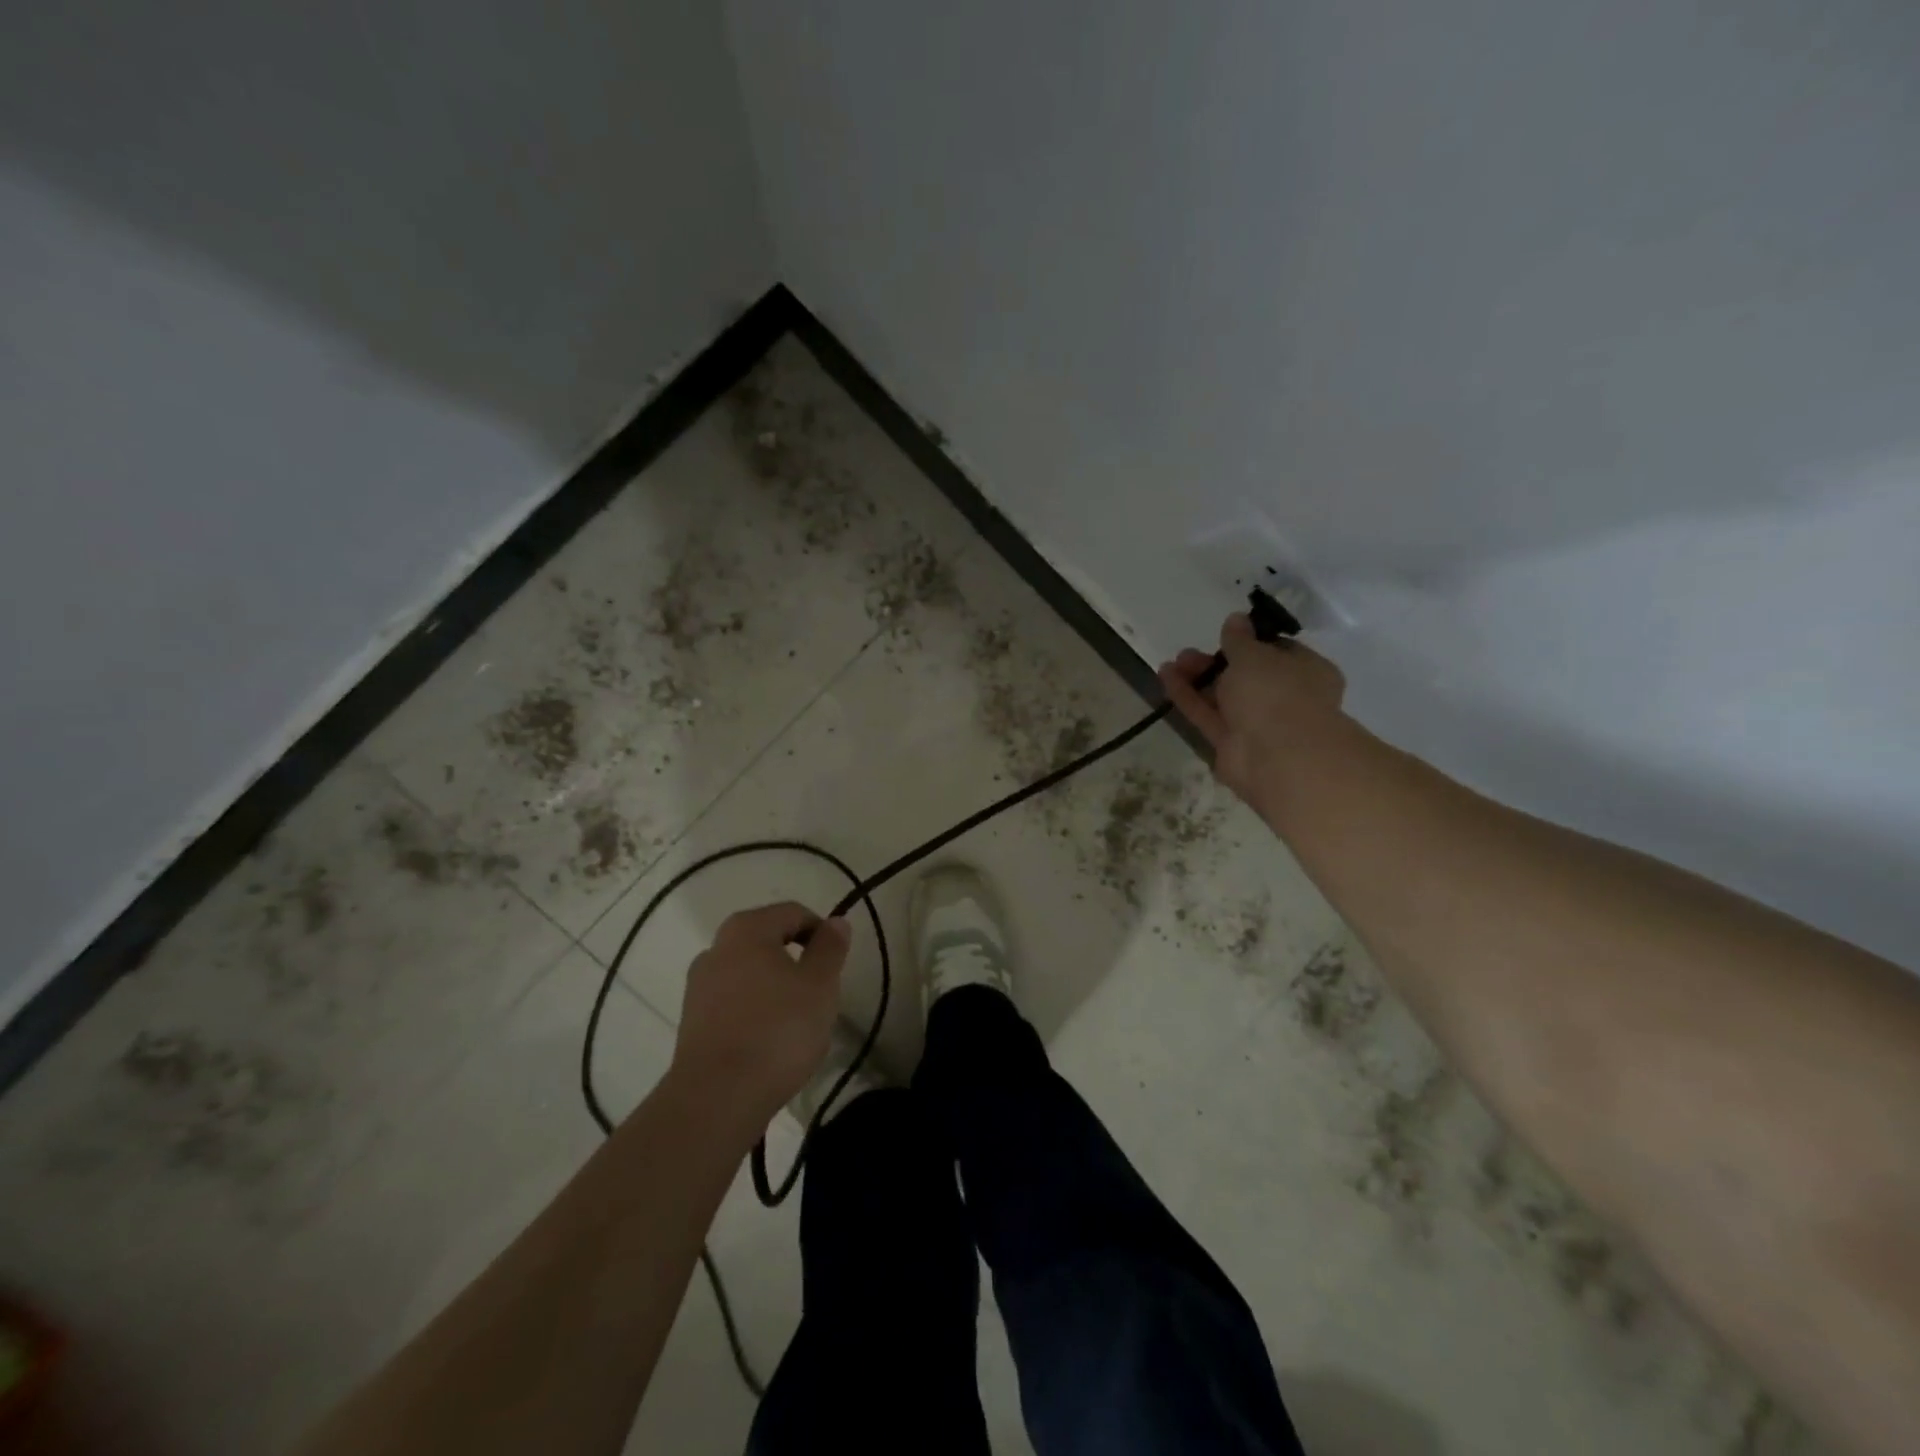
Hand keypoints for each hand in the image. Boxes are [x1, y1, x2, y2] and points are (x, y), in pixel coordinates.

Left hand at [671, 902, 850, 1122]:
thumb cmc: (777, 1030)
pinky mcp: (692, 1022)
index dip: (821, 931)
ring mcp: (698, 986)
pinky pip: (734, 1003)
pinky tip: (770, 1042)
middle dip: (797, 961)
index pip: (793, 913)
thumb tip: (835, 922)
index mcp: (746, 929)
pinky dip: (755, 1011)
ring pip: (750, 973)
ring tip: (796, 1022)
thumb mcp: (820, 985)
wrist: (717, 1098)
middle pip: (768, 941)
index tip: (836, 963)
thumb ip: (830, 948)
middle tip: (819, 993)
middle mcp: (716, 948)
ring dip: (775, 987)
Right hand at [1158, 612, 1348, 812]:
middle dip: (1217, 662)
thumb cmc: (1276, 693)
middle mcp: (1285, 697)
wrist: (1278, 757)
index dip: (1251, 642)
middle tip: (1189, 653)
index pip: (1279, 651)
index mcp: (1307, 671)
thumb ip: (1239, 639)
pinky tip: (1165, 677)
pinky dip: (1188, 697)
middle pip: (1246, 676)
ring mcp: (1258, 723)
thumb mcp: (1254, 655)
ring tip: (1173, 663)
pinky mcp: (1231, 744)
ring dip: (1199, 679)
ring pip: (1224, 697)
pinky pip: (1208, 715)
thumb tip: (1236, 619)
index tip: (1226, 634)